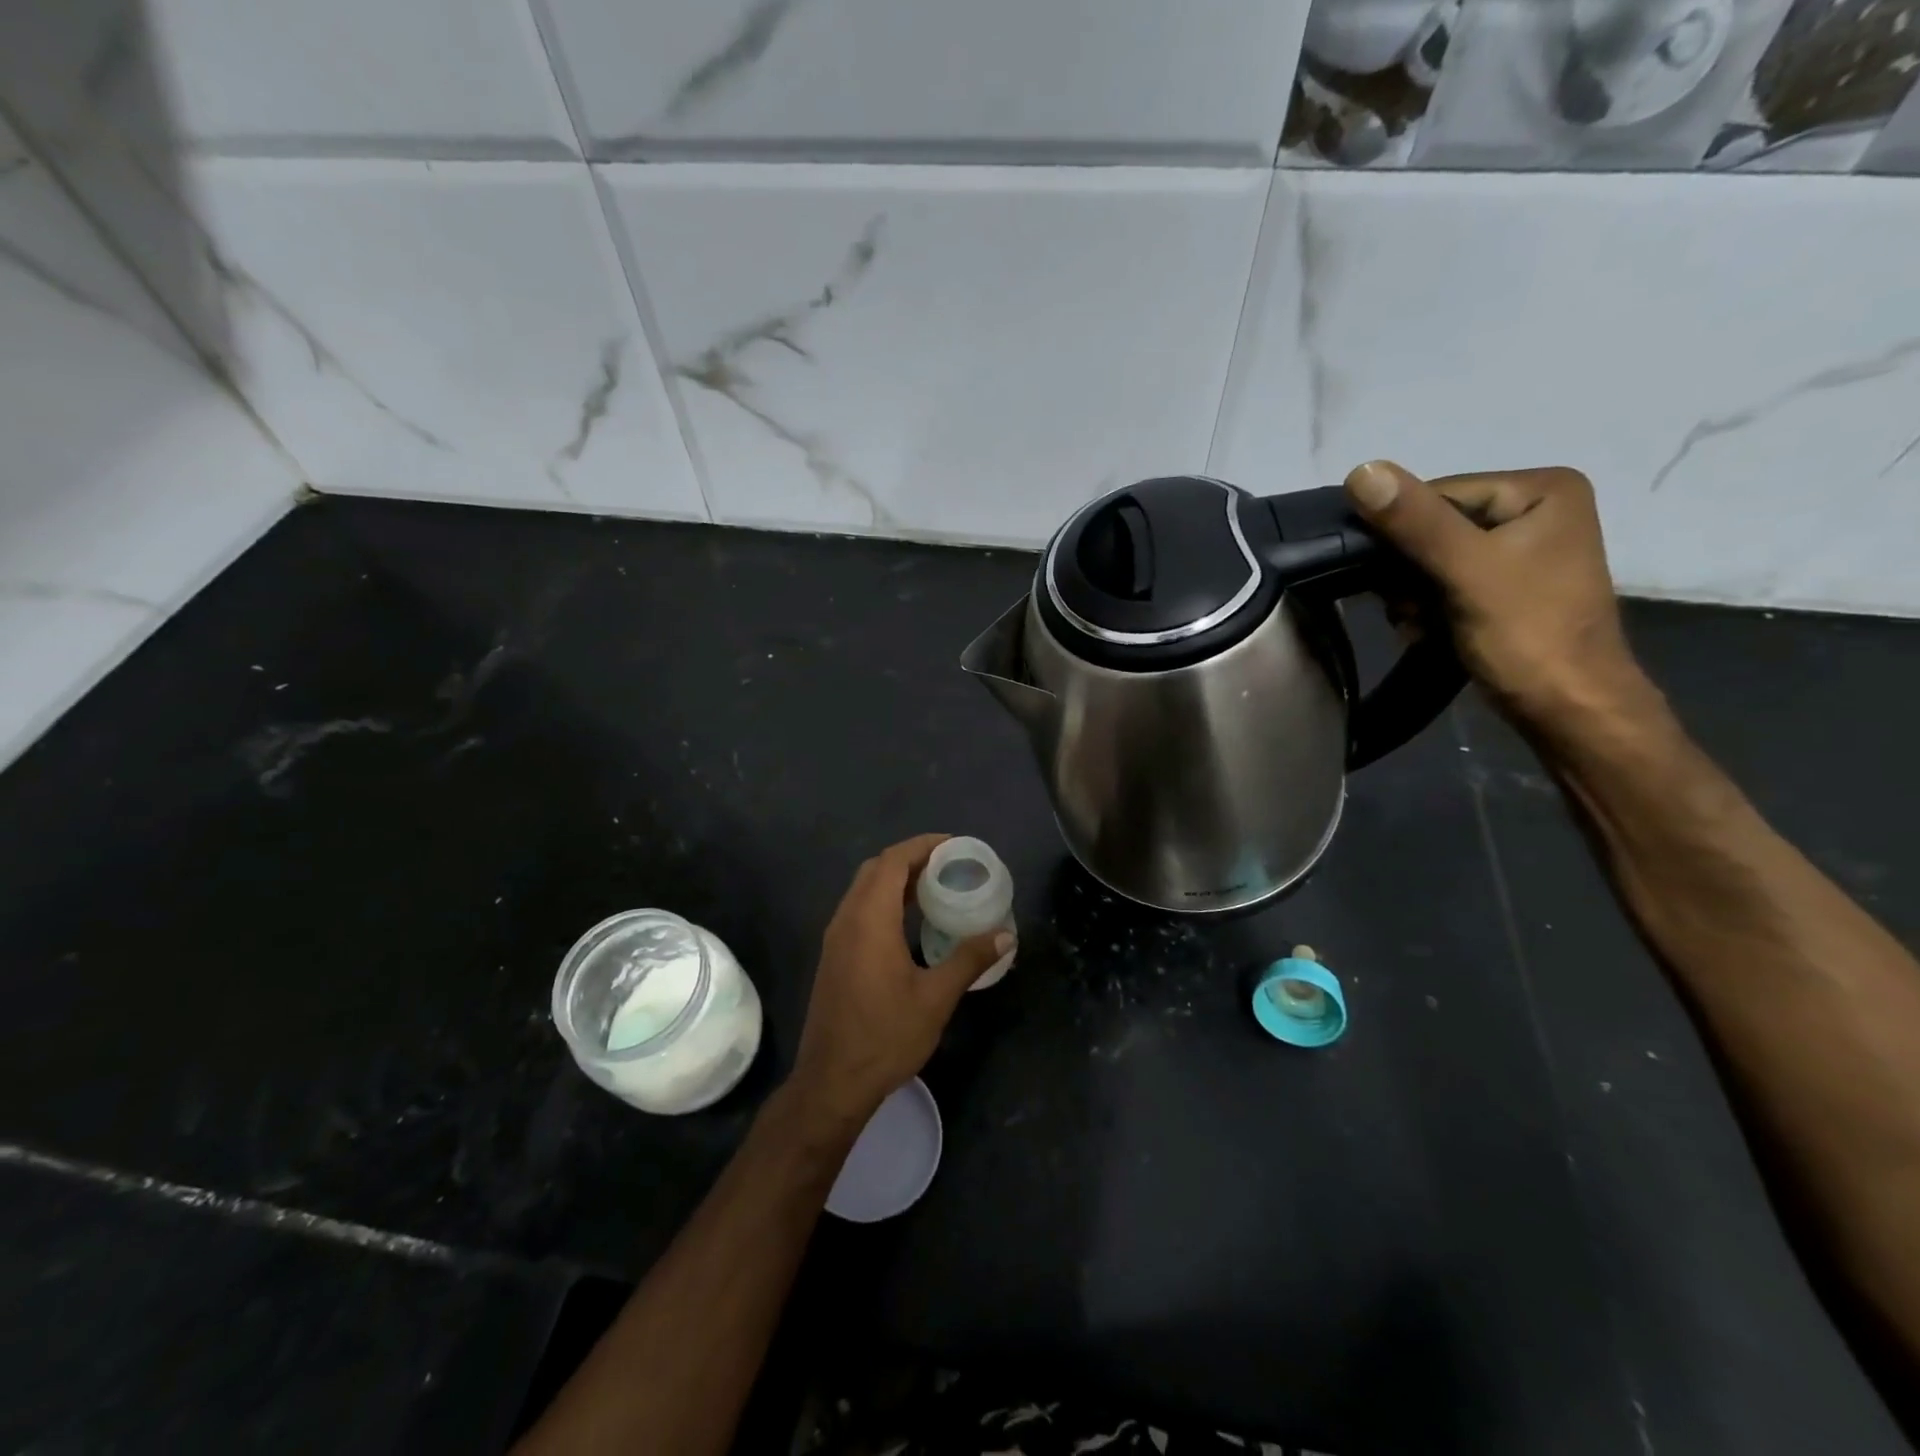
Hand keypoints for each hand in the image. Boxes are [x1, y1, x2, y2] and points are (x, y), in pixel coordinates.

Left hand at [787, 834, 1012, 1127]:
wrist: (832, 1081)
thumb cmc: (885, 1037)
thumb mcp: (935, 998)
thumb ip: (969, 960)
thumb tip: (1005, 936)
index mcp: (869, 920)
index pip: (892, 861)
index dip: (922, 846)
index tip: (954, 846)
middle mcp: (846, 920)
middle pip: (876, 869)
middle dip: (911, 858)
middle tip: (949, 865)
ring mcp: (836, 938)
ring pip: (864, 889)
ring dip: (896, 879)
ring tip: (935, 887)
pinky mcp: (834, 956)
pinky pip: (859, 909)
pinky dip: (884, 900)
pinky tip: (910, 921)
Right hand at [1344, 460, 1653, 738]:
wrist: (1568, 709)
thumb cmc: (1526, 634)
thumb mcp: (1466, 571)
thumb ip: (1415, 522)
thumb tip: (1360, 470)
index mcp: (1540, 489)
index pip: (1436, 494)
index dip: (1398, 534)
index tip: (1383, 578)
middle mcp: (1534, 510)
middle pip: (1432, 527)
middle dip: (1407, 573)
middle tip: (1408, 609)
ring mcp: (1520, 551)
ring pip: (1431, 560)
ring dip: (1411, 596)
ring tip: (1420, 624)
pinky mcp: (1505, 587)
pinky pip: (1444, 583)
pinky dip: (1426, 609)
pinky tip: (1427, 631)